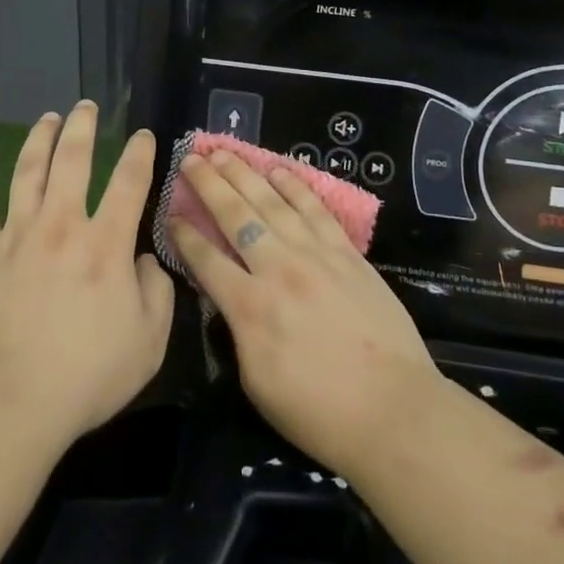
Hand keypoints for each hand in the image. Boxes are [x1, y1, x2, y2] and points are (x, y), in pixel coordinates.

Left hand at [0, 103, 173, 449]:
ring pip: (28, 171)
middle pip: (73, 160)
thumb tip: (146, 261)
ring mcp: (18, 235)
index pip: (130, 182)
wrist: (8, 402)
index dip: (140, 153)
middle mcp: (62, 225)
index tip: (144, 135)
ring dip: (38, 140)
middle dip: (82, 127)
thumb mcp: (148, 342)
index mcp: (106, 244)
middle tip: (86, 105)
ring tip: (47, 118)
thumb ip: (157, 294)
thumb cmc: (86, 375)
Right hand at [171, 151, 443, 477]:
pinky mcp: (347, 253)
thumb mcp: (256, 381)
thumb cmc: (319, 411)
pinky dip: (295, 187)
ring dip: (245, 174)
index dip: (184, 234)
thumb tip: (229, 299)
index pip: (206, 259)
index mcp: (249, 307)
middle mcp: (277, 268)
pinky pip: (315, 210)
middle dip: (208, 184)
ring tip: (224, 152)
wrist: (393, 411)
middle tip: (190, 158)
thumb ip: (238, 331)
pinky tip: (278, 170)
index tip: (170, 212)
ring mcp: (315, 255)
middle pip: (235, 216)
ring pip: (272, 202)